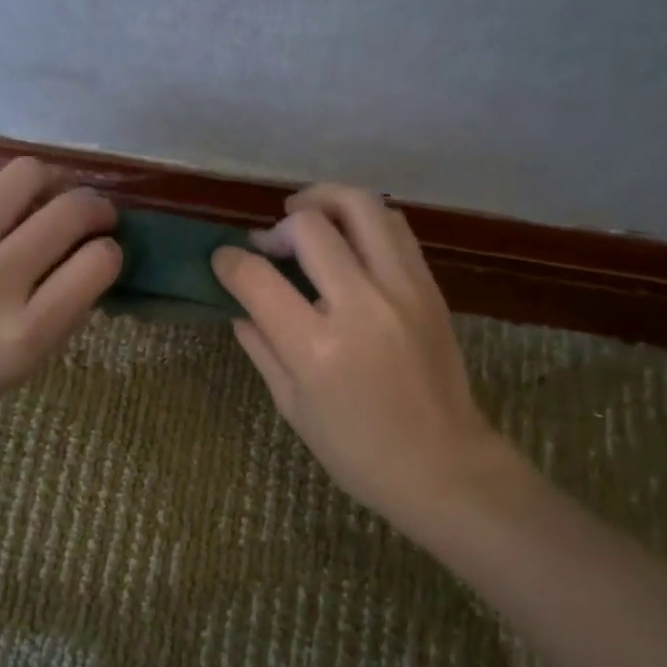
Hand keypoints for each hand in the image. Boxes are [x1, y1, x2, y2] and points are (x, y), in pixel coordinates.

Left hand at [0, 158, 121, 459]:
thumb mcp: (16, 372)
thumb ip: (59, 318)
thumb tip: (89, 264)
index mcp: (24, 335)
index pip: (98, 264)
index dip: (112, 252)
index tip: (106, 254)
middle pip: (71, 211)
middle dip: (98, 208)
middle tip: (96, 217)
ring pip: (27, 174)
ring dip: (55, 181)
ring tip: (52, 197)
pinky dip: (7, 185)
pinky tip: (5, 203)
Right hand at [212, 184, 520, 528]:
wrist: (442, 465)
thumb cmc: (357, 451)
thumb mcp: (293, 406)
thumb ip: (261, 347)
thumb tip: (238, 305)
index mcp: (317, 348)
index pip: (258, 278)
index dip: (229, 261)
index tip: (223, 259)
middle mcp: (361, 306)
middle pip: (310, 226)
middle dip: (277, 227)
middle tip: (269, 244)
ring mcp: (402, 290)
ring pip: (362, 207)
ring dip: (324, 201)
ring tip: (306, 217)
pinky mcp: (429, 287)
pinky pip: (395, 228)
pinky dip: (363, 220)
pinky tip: (348, 238)